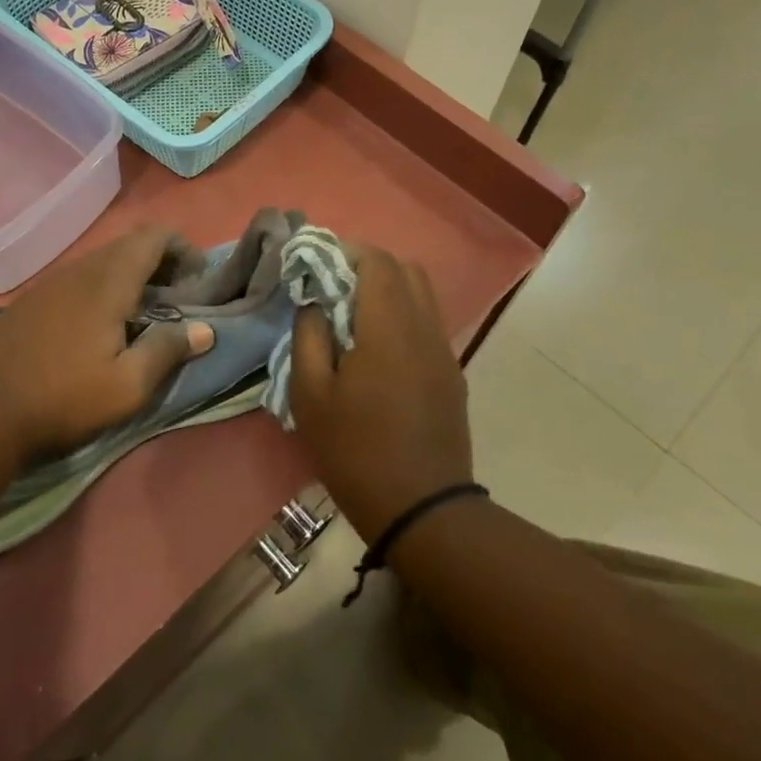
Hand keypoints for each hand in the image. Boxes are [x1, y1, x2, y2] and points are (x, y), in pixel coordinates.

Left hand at [0, 227, 215, 461]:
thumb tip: (206, 329)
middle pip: (129, 245)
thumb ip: (168, 350)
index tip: (199, 281)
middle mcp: (80, 269)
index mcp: (109, 281)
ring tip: (142, 315)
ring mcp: (51, 282)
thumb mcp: (128, 386)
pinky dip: (102, 288)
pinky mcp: (32, 299)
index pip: (154, 236)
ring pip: (102, 262)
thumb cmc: (64, 397)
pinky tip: (98, 326)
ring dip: (131, 277)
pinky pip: (78, 278)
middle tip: (178, 301)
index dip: (184, 249)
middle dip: (161, 263)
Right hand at [288, 245, 473, 542]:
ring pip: (422, 295)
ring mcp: (444, 351)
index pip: (377, 261)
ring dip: (388, 290)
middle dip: (367, 267)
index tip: (316, 266)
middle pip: (405, 270)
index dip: (345, 252)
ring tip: (352, 317)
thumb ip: (308, 335)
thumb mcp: (310, 394)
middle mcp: (424, 328)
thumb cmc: (354, 450)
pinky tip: (377, 349)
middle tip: (332, 289)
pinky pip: (428, 323)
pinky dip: (402, 315)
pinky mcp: (452, 373)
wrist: (421, 508)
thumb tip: (314, 301)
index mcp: (388, 327)